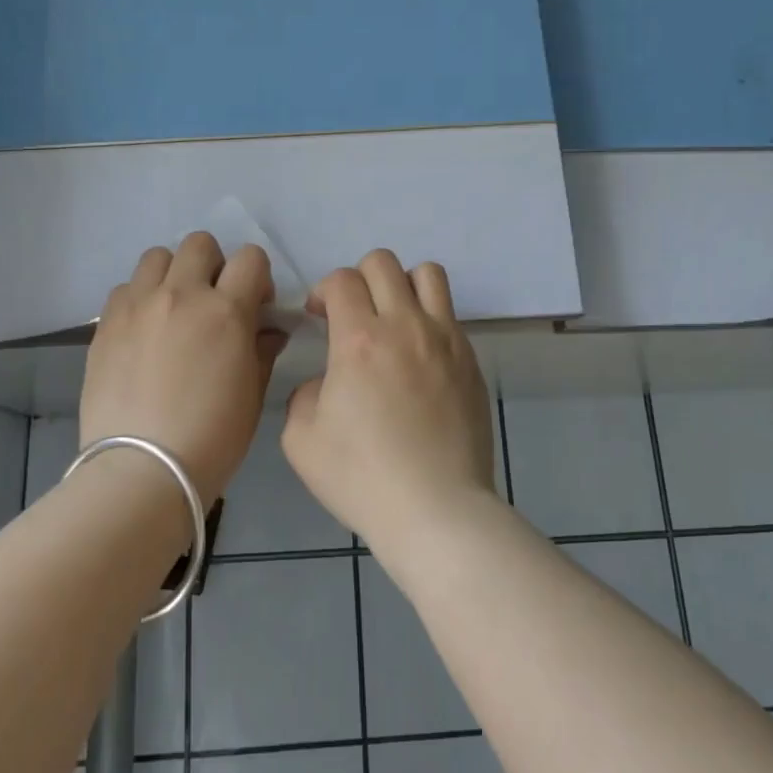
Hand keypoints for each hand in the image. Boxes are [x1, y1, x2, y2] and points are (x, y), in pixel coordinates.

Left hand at [81, 233, 281, 503]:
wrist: (143, 470)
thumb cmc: (213, 438)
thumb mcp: (253, 394)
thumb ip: (262, 350)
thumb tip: (267, 329)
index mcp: (226, 311)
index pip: (250, 258)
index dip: (256, 276)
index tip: (254, 305)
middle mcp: (181, 295)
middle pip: (199, 244)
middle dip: (213, 266)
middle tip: (212, 303)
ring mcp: (138, 306)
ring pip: (157, 257)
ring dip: (172, 275)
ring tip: (173, 310)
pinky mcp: (106, 324)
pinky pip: (124, 289)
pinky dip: (139, 300)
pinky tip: (143, 332)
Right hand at [281, 249, 498, 553]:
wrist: (436, 509)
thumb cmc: (362, 477)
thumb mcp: (301, 440)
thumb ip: (304, 395)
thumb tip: (326, 383)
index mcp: (359, 339)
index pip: (341, 280)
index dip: (322, 290)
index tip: (317, 316)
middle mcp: (405, 326)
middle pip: (384, 263)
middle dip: (359, 278)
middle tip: (351, 314)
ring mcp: (445, 340)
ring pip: (428, 274)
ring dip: (402, 285)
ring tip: (393, 319)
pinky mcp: (471, 361)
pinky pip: (450, 315)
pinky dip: (429, 318)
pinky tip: (419, 357)